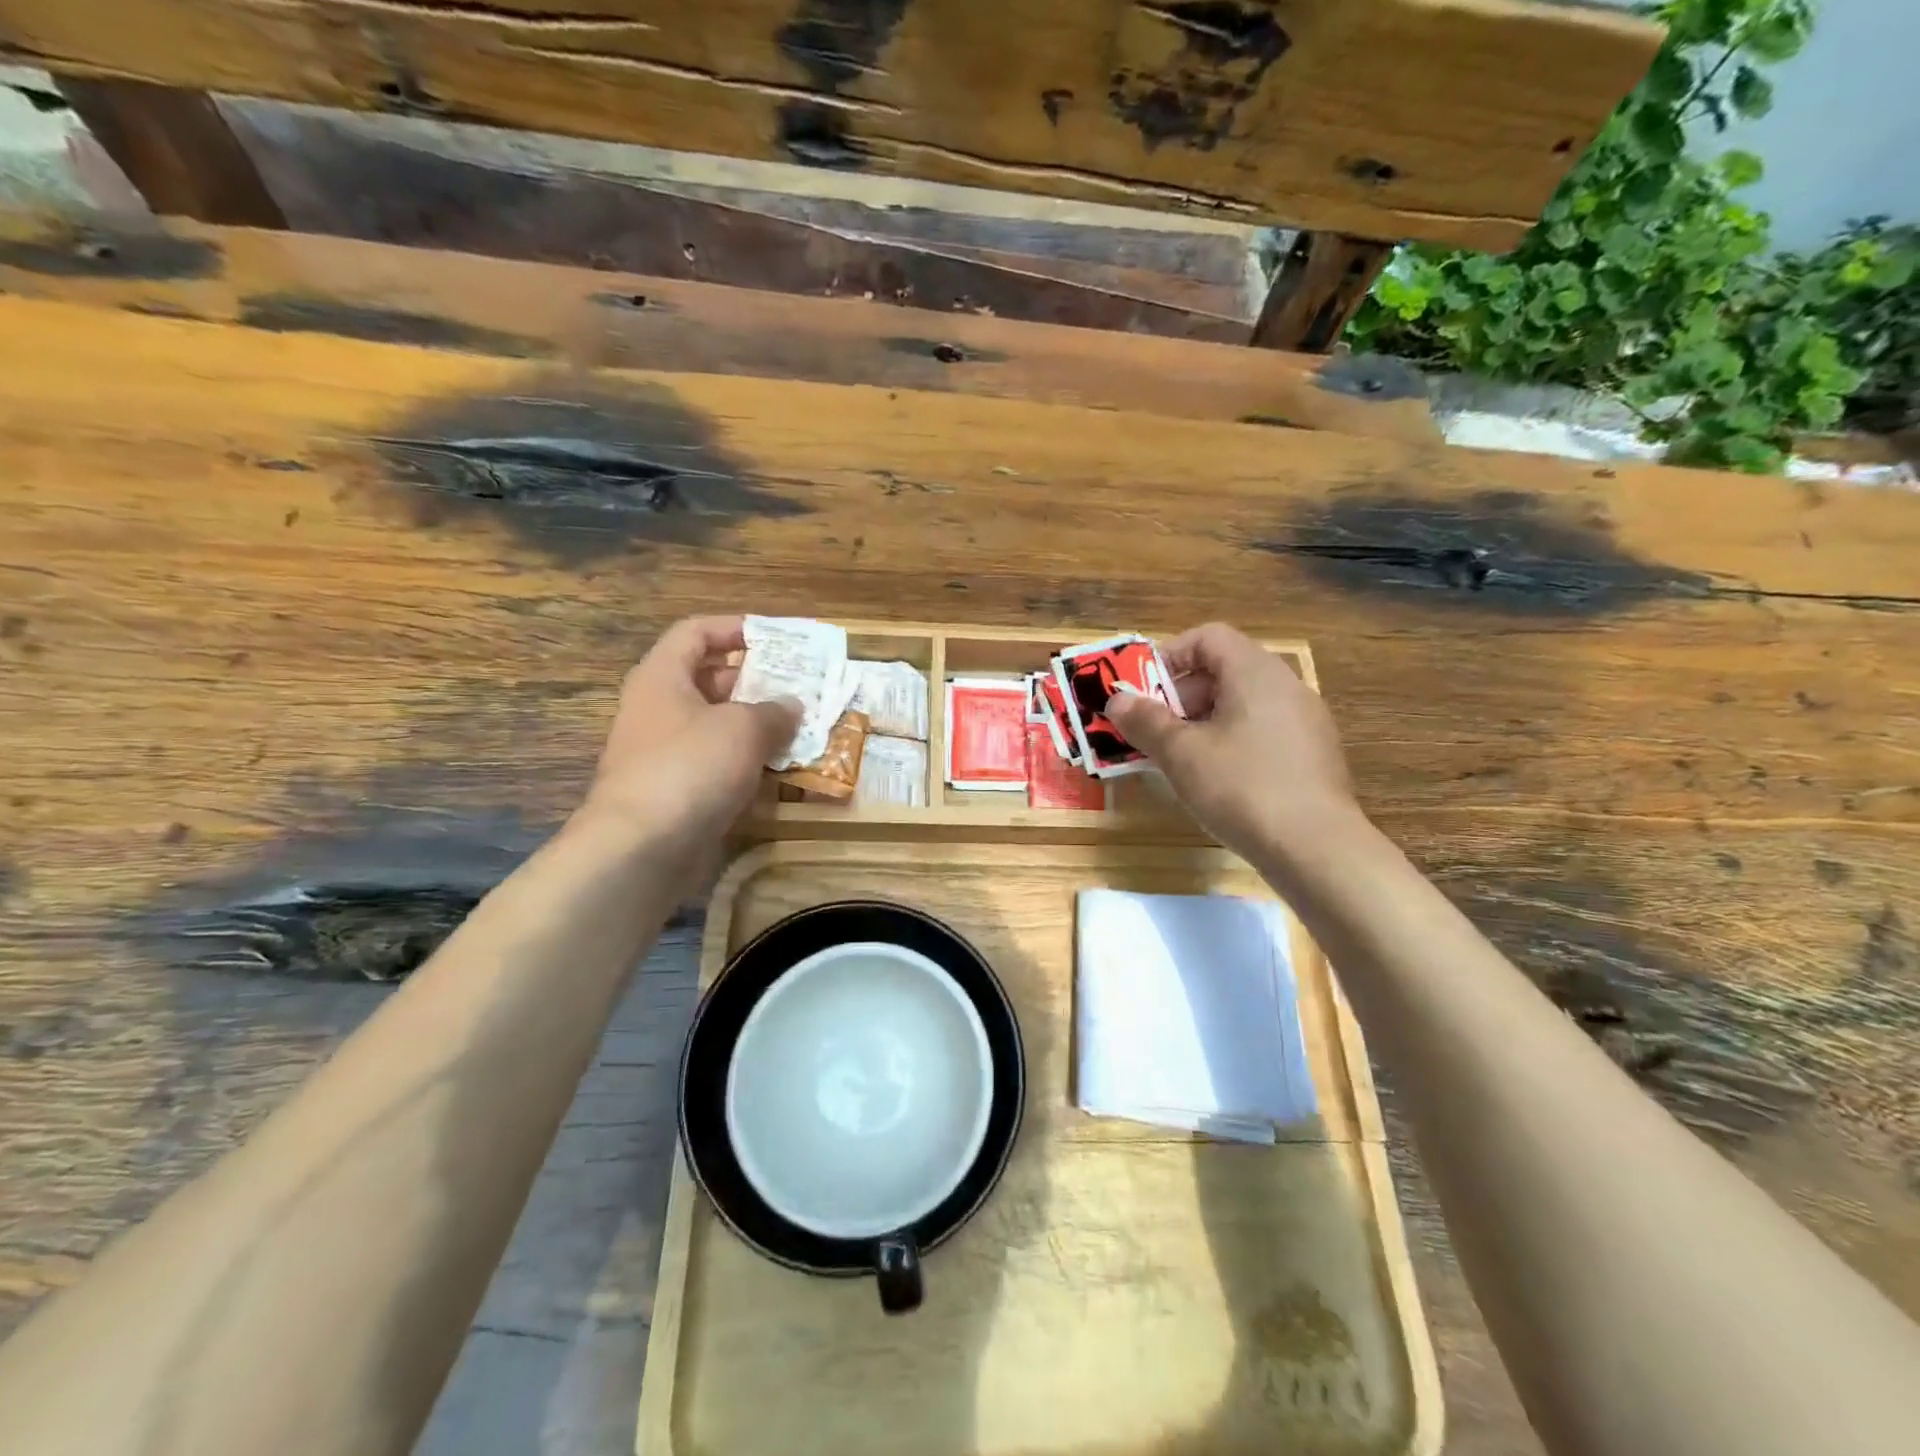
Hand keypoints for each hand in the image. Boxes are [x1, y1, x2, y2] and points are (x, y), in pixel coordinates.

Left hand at [577, 616, 799, 853]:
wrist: (641, 849)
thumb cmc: (690, 767)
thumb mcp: (743, 728)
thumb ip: (774, 712)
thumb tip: (791, 706)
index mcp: (662, 677)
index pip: (695, 633)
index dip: (733, 627)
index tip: (774, 637)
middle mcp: (658, 709)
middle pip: (708, 680)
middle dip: (755, 681)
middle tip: (798, 686)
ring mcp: (665, 753)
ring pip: (717, 726)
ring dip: (756, 726)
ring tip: (800, 728)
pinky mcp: (676, 791)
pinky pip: (717, 764)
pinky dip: (747, 763)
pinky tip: (780, 770)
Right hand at [1105, 623, 1361, 862]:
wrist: (1316, 848)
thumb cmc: (1242, 787)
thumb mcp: (1181, 754)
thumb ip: (1146, 722)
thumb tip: (1117, 700)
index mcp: (1255, 672)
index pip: (1208, 637)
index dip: (1169, 656)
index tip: (1144, 692)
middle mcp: (1286, 686)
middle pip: (1224, 670)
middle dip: (1180, 697)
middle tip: (1154, 731)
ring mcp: (1306, 722)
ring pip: (1242, 705)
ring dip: (1202, 723)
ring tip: (1178, 760)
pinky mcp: (1313, 755)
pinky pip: (1263, 732)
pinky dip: (1232, 743)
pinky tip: (1217, 782)